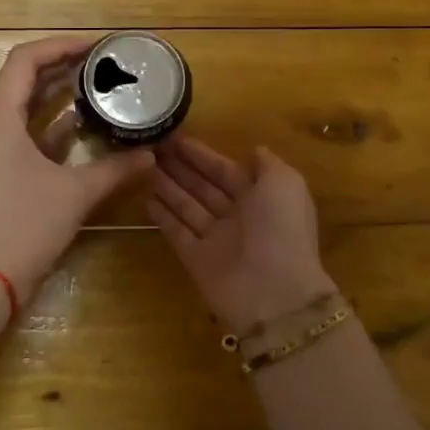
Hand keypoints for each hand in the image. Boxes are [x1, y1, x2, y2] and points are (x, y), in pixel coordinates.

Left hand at [0, 35, 155, 298]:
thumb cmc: (26, 227)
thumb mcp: (76, 193)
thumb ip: (115, 168)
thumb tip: (150, 155)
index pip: (24, 60)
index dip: (60, 45)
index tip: (96, 46)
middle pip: (21, 80)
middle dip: (61, 67)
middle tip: (100, 63)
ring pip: (20, 108)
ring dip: (54, 96)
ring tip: (94, 87)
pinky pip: (19, 134)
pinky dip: (47, 126)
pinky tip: (78, 127)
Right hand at [149, 138, 337, 334]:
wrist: (274, 292)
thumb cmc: (281, 228)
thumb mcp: (285, 183)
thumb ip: (268, 164)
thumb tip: (254, 150)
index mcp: (261, 197)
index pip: (225, 170)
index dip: (202, 155)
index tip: (176, 137)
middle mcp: (237, 216)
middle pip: (204, 187)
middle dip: (181, 168)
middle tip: (153, 147)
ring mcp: (216, 239)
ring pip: (188, 206)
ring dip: (168, 187)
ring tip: (144, 167)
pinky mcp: (197, 260)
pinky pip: (177, 232)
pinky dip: (163, 217)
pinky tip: (146, 199)